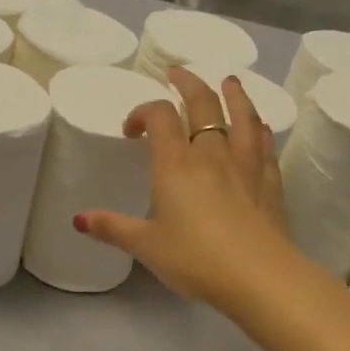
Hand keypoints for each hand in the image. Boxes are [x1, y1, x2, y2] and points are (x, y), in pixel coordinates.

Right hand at [78, 68, 292, 305]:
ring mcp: (246, 165)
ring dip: (234, 95)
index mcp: (176, 164)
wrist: (258, 276)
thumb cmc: (195, 258)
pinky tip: (259, 127)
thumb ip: (113, 229)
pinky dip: (259, 130)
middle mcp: (211, 154)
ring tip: (229, 81)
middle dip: (188, 84)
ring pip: (241, 117)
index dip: (143, 112)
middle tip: (178, 74)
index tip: (131, 130)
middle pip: (203, 104)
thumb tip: (79, 219)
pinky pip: (264, 146)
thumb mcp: (146, 246)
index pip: (160, 117)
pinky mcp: (270, 183)